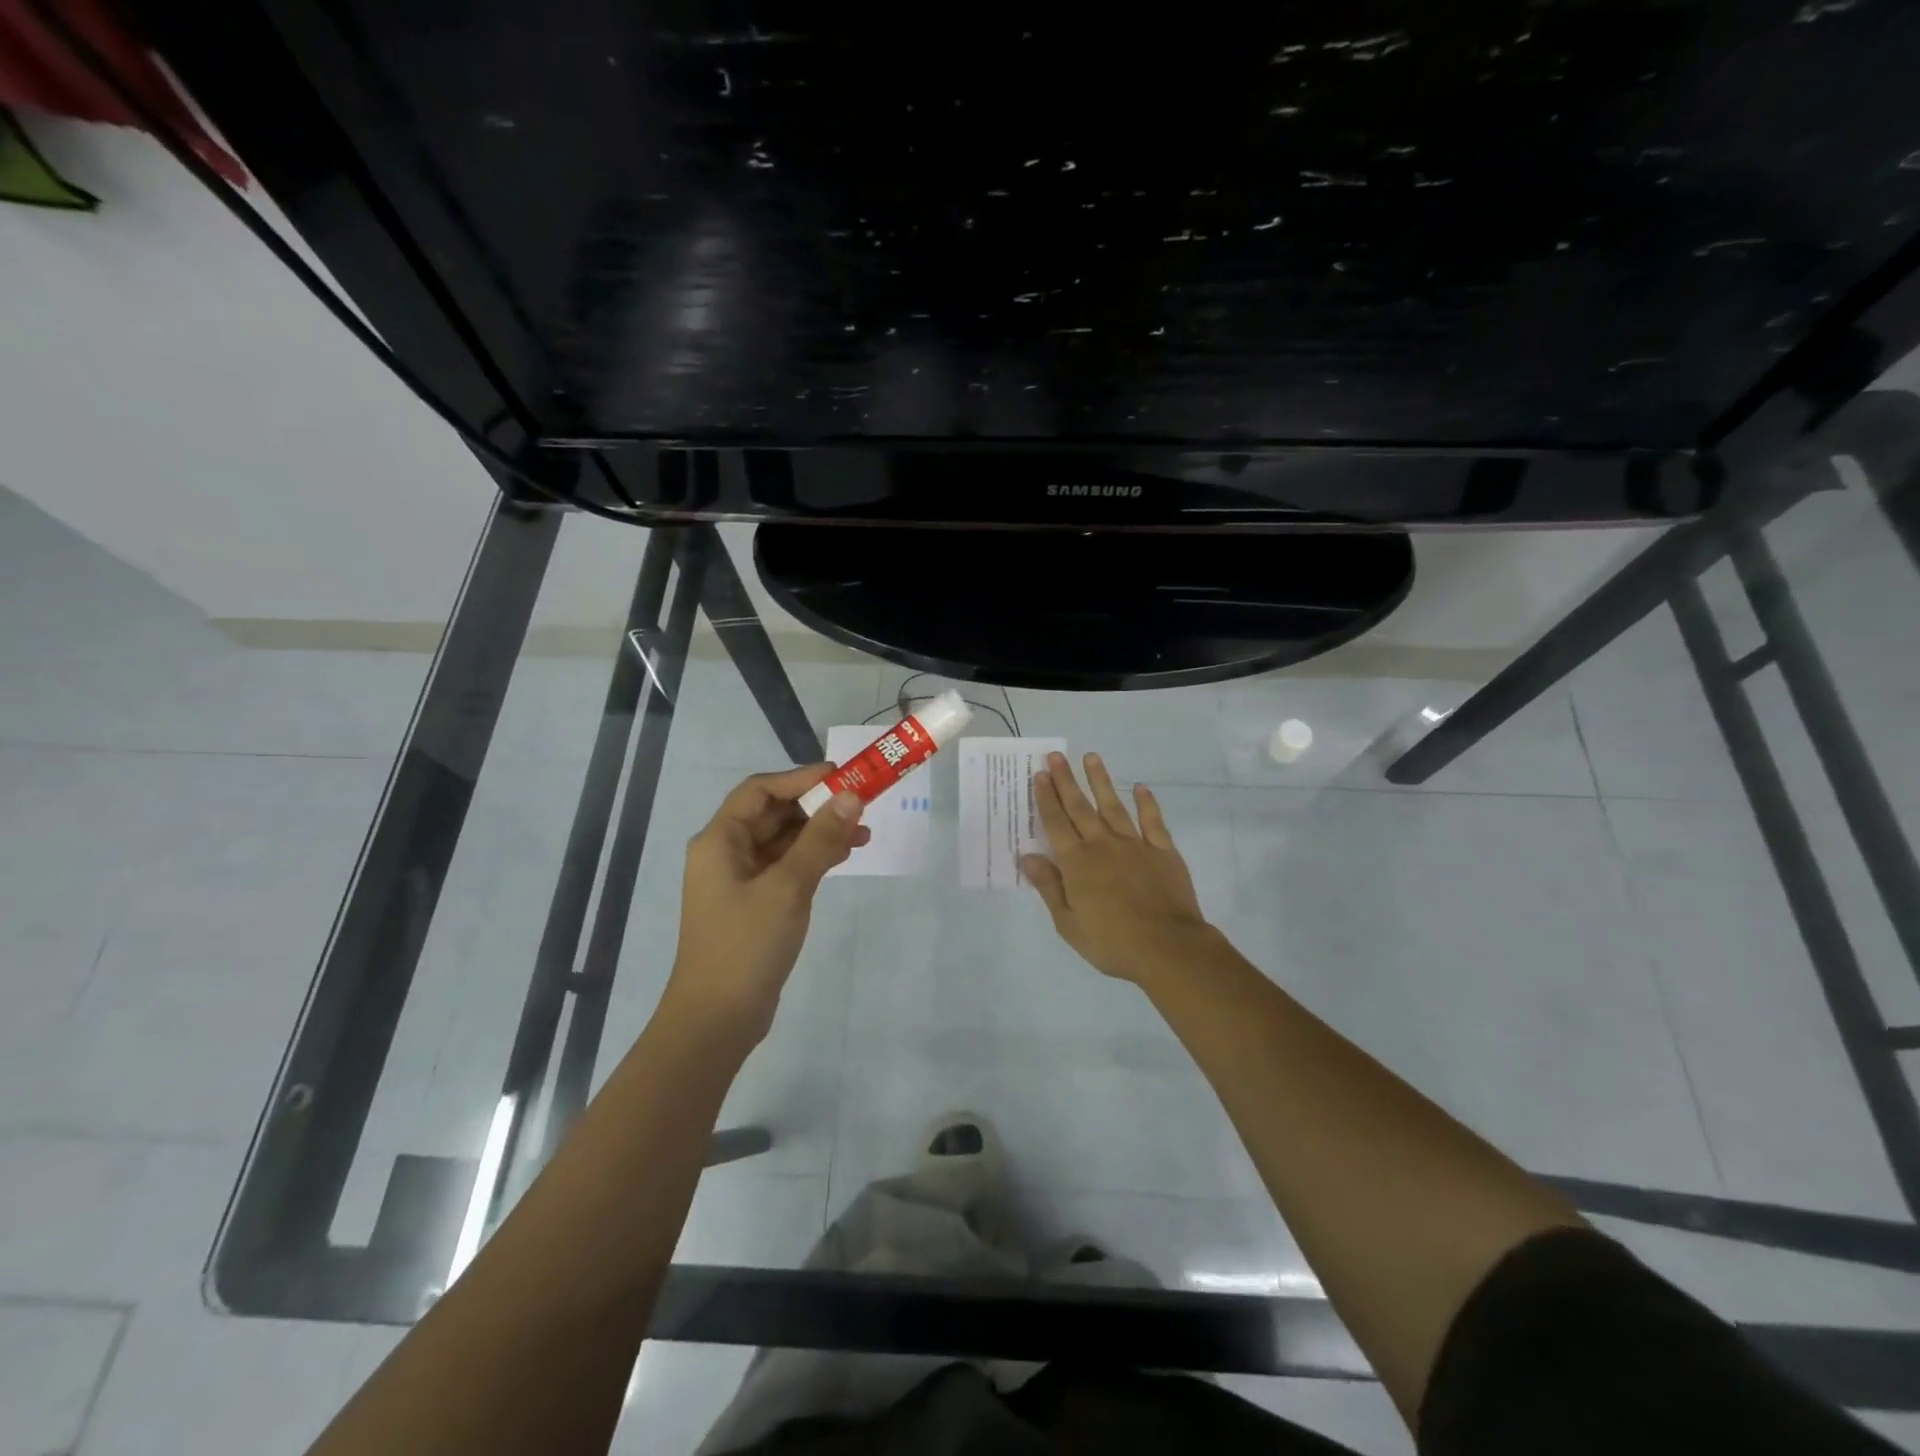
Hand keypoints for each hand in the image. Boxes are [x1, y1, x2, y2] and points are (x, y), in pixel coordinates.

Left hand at [666, 765, 867, 1039]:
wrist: (717, 1019)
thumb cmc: (746, 945)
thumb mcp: (788, 887)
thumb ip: (820, 839)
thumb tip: (851, 796)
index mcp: (720, 840)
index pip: (761, 790)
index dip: (801, 778)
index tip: (843, 776)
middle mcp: (726, 853)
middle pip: (773, 813)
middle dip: (817, 805)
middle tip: (861, 803)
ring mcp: (740, 880)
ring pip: (784, 841)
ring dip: (820, 832)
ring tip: (864, 833)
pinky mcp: (755, 904)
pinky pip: (787, 866)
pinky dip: (814, 857)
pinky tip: (844, 856)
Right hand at [1022, 752, 1214, 986]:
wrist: (1167, 948)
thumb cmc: (1112, 942)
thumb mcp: (1068, 923)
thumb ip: (1049, 887)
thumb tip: (1028, 856)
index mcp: (1077, 863)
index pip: (1056, 823)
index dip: (1046, 798)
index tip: (1039, 775)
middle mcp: (1102, 845)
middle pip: (1080, 807)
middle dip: (1066, 780)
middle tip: (1056, 756)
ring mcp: (1135, 845)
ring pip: (1113, 806)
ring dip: (1101, 781)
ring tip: (1092, 757)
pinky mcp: (1163, 851)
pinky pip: (1152, 821)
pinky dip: (1146, 803)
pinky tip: (1140, 787)